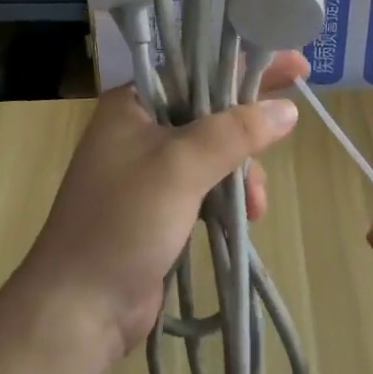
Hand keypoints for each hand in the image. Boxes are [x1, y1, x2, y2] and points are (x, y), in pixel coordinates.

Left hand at [18, 51, 307, 360]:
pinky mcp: (160, 206)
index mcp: (133, 102)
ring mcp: (149, 169)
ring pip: (214, 151)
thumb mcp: (181, 166)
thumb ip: (235, 132)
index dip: (245, 64)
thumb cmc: (124, 220)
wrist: (78, 309)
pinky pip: (207, 184)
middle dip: (248, 128)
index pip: (199, 69)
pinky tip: (246, 217)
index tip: (294, 65)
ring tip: (256, 205)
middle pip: (210, 110)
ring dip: (242, 171)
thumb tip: (287, 110)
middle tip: (292, 124)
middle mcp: (140, 127)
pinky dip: (230, 195)